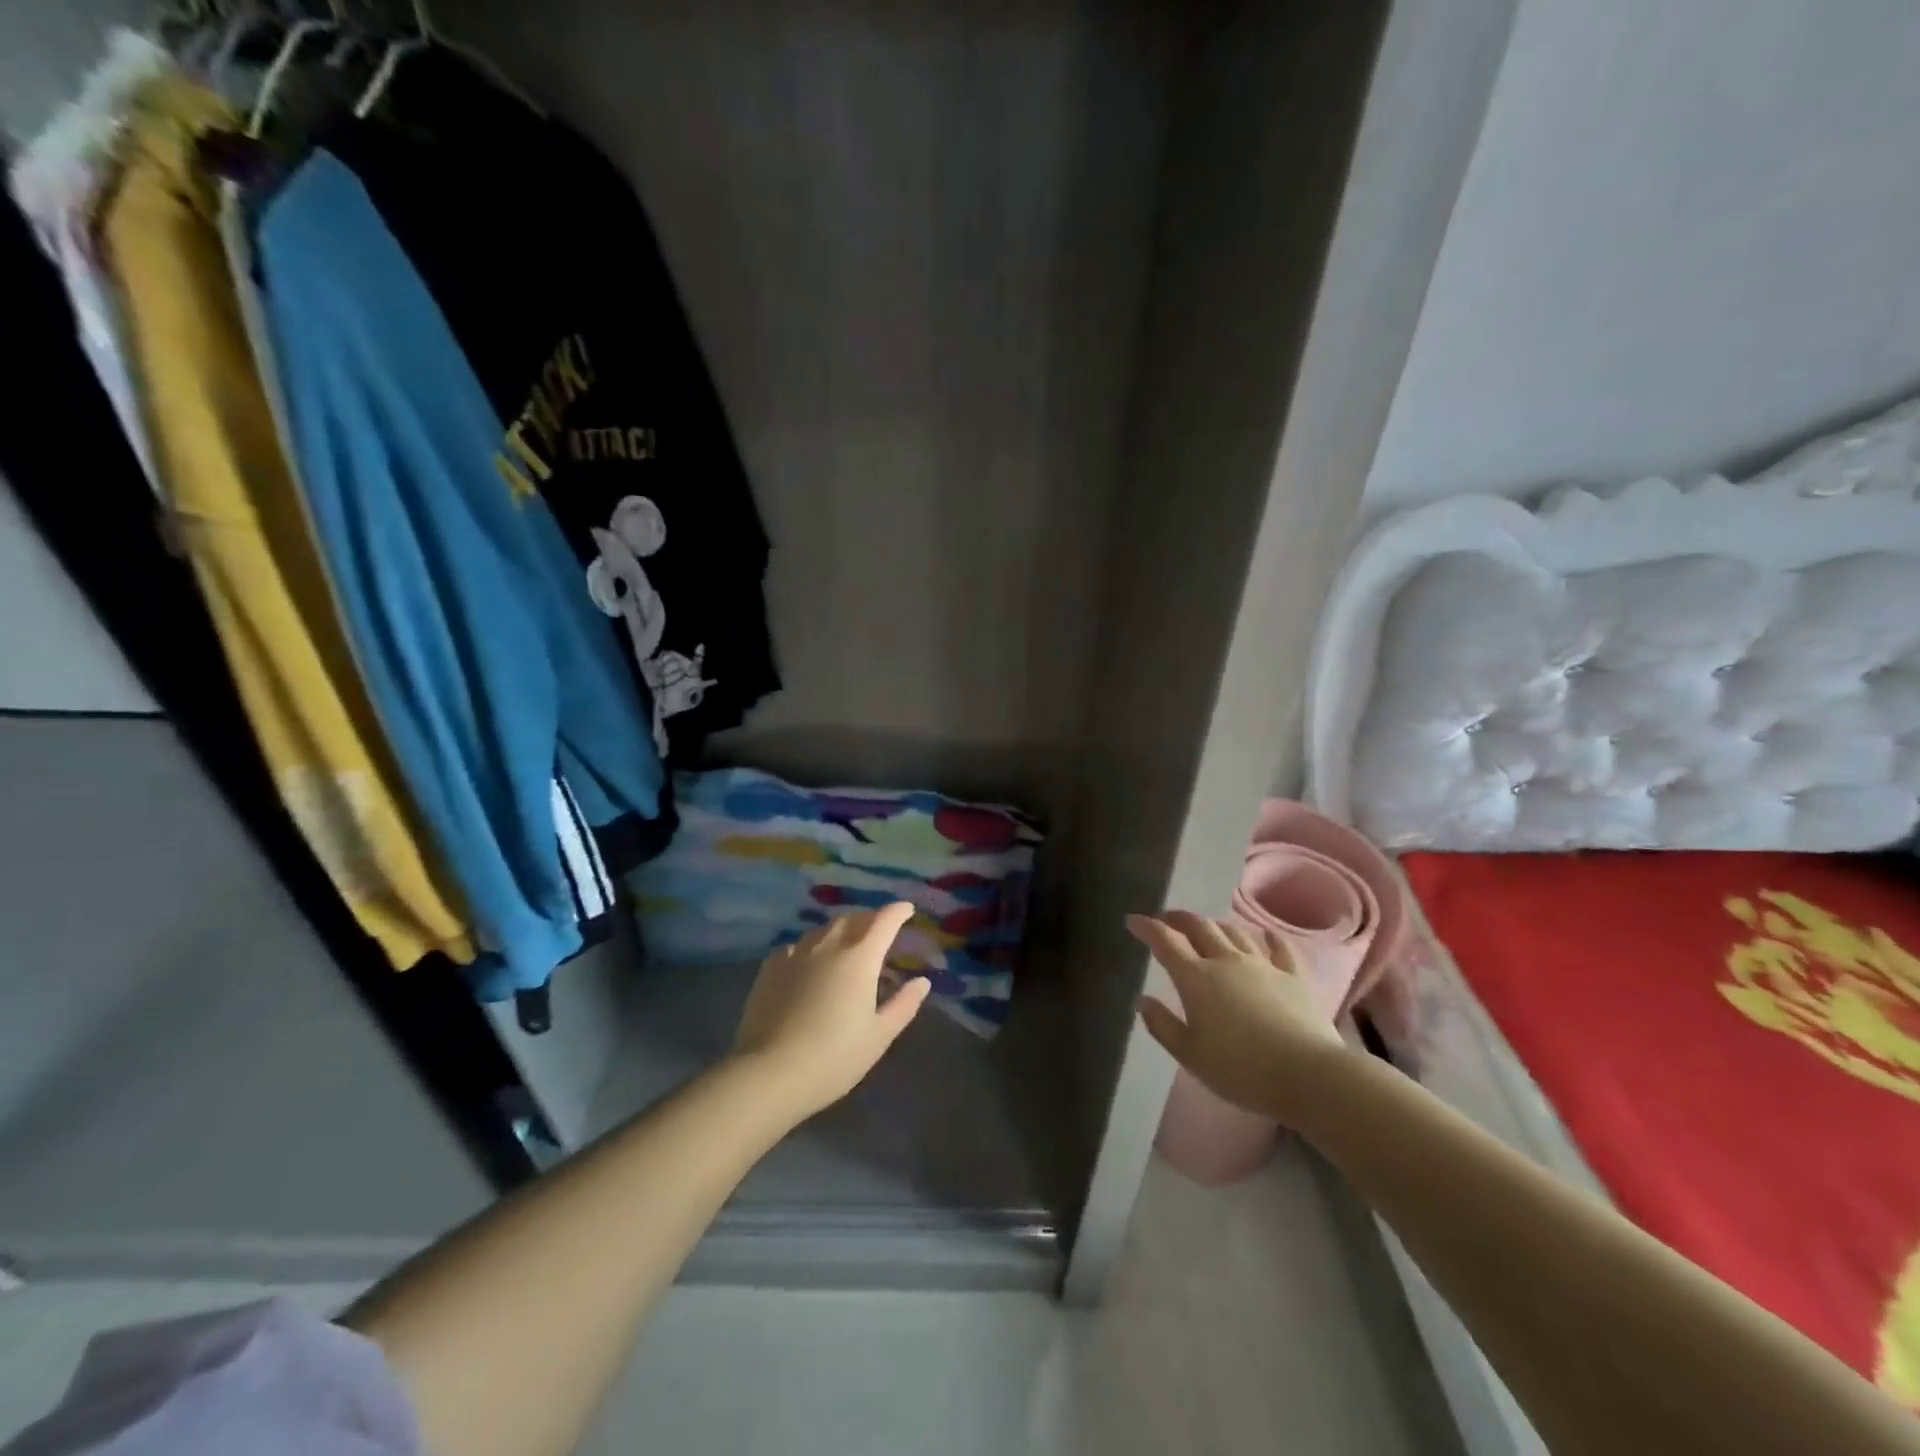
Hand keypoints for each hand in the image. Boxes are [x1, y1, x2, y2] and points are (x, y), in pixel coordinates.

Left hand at [731, 902, 930, 1119]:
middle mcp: (828, 946)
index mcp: (860, 958)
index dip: (898, 911)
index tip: (907, 909)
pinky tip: (808, 961)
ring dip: (840, 928)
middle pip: (852, 919)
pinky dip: (811, 946)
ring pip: (822, 929)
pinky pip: (796, 946)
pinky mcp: (770, 968)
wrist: (770, 1073)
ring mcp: (796, 954)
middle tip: (879, 928)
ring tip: (846, 941)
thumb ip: (903, 1005)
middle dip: (869, 918)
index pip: (884, 921)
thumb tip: (921, 981)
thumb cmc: (834, 1057)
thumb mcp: (879, 1036)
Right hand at [1128, 910, 1349, 1124]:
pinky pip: (1279, 948)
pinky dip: (1268, 938)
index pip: (1165, 942)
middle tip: (1166, 918)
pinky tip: (1266, 934)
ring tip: (1207, 926)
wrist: (1308, 1074)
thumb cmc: (1240, 1069)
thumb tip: (1143, 1000)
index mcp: (1196, 978)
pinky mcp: (1293, 976)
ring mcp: (1263, 965)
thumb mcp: (1190, 1055)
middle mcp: (1226, 961)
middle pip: (1199, 927)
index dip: (1146, 927)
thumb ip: (1163, 1025)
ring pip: (1234, 932)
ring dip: (1215, 925)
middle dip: (1178, 918)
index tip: (1133, 920)